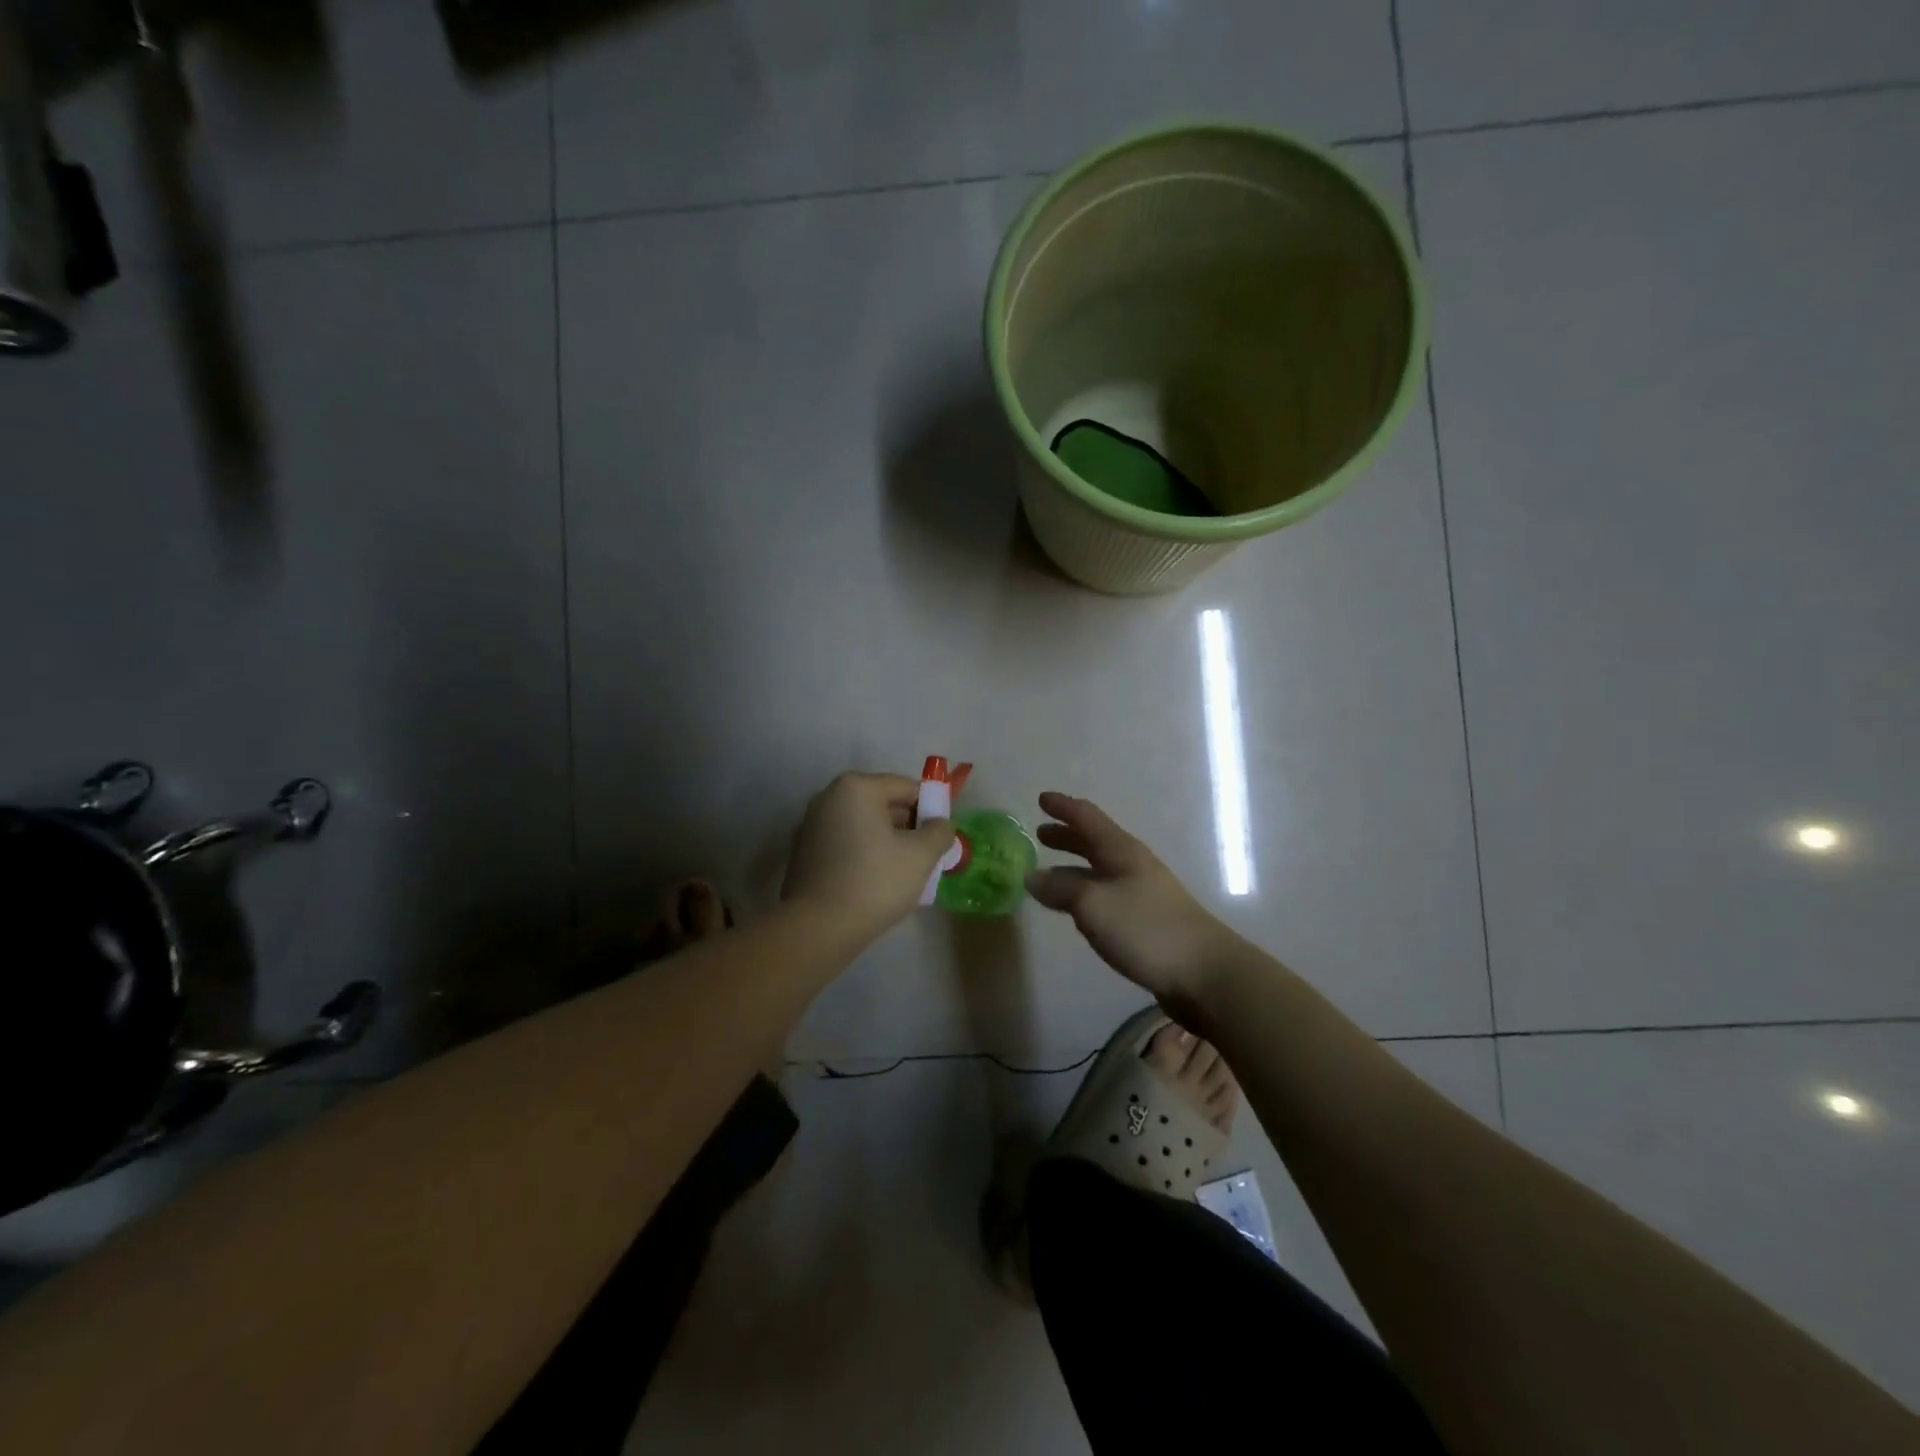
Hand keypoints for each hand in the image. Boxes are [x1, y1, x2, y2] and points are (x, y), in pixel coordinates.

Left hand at [781, 771, 955, 941]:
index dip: (931, 808)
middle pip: (882, 804)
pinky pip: (845, 845)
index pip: (906, 787)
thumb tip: (940, 824)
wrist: (818, 928)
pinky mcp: (804, 853)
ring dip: (887, 842)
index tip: (942, 836)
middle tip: (927, 855)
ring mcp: (811, 826)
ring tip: (905, 873)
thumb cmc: (874, 881)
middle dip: (908, 827)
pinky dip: (863, 855)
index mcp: (856, 787)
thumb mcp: (921, 855)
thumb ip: (939, 832)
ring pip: (863, 827)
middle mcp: (828, 798)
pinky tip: (876, 883)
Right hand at [1026, 792, 1232, 1007]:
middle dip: (1067, 836)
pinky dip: (1084, 892)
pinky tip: (1075, 909)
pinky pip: (1106, 895)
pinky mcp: (1145, 920)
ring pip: (1099, 870)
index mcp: (1121, 850)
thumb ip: (1060, 889)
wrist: (1204, 972)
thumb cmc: (1146, 928)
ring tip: (1048, 872)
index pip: (1087, 818)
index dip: (1063, 807)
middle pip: (1094, 842)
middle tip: (1040, 834)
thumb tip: (1033, 877)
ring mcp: (1141, 893)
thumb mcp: (1093, 904)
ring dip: (1073, 866)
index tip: (1041, 798)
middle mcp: (1132, 865)